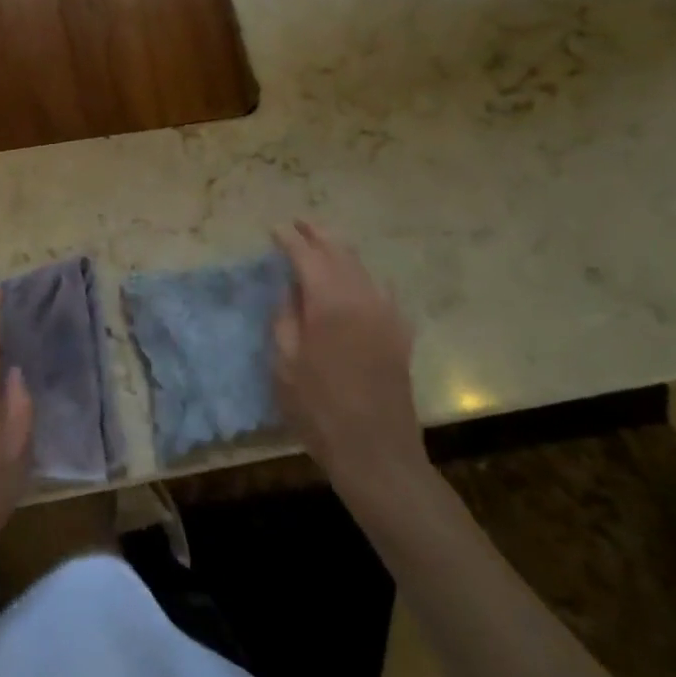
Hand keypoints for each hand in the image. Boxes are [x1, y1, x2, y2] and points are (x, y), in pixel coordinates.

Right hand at [272, 221, 430, 523]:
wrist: (376, 452)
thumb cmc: (319, 409)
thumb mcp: (285, 365)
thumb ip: (285, 320)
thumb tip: (291, 292)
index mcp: (329, 303)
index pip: (307, 257)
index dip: (290, 241)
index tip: (275, 230)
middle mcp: (362, 299)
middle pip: (340, 253)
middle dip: (318, 235)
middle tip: (299, 224)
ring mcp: (386, 315)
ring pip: (363, 268)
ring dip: (341, 251)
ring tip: (323, 243)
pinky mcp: (399, 334)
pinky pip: (382, 291)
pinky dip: (364, 277)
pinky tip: (357, 280)